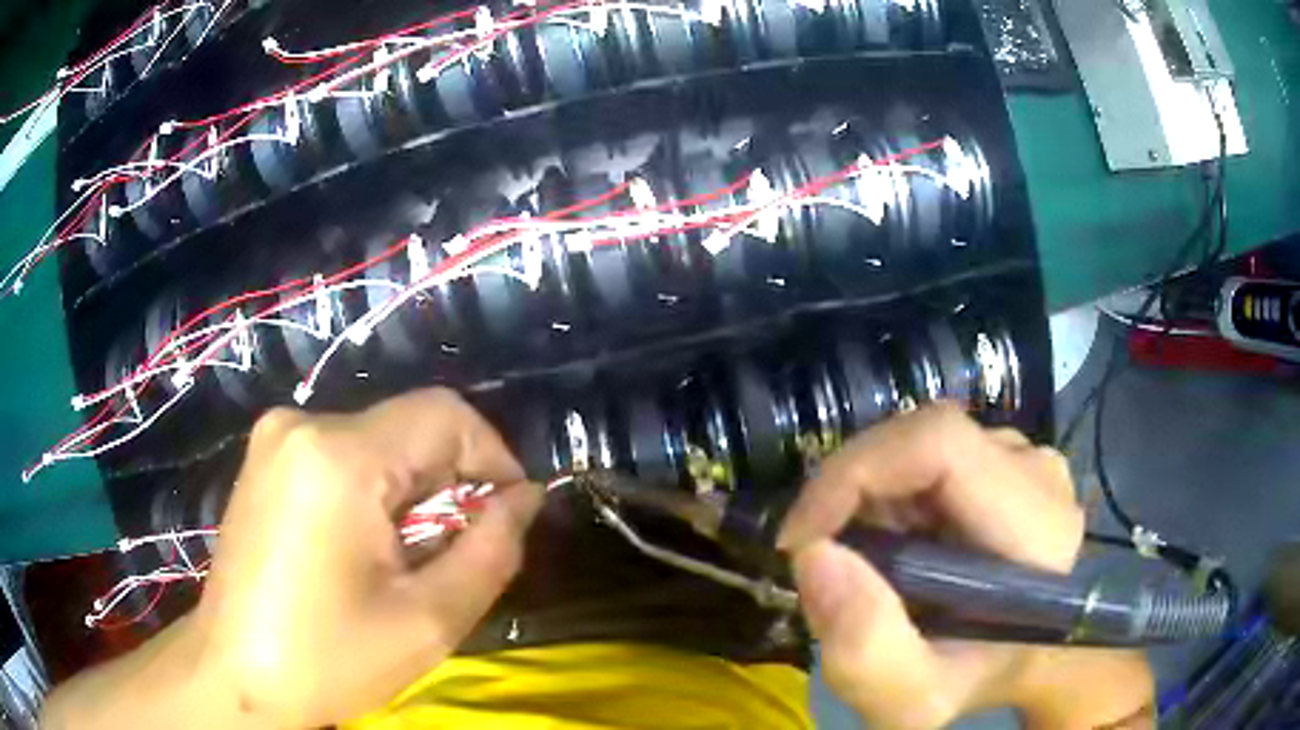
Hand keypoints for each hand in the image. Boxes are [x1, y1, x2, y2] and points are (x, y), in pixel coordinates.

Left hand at [44, 388, 541, 729]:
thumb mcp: (428, 620)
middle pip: (409, 427)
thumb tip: (525, 499)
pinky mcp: (266, 458)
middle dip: (450, 483)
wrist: (234, 673)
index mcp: (338, 455)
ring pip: (378, 442)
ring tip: (408, 559)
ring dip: (412, 491)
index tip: (509, 515)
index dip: (493, 457)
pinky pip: (343, 454)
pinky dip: (374, 491)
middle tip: (456, 554)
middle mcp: (302, 424)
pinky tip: (365, 546)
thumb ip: (492, 550)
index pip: (445, 414)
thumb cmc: (327, 658)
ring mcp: (276, 437)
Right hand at [780, 404, 1153, 729]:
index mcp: (1038, 526)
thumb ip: (867, 652)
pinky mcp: (1007, 458)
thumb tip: (816, 555)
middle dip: (852, 492)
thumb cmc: (971, 681)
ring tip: (865, 560)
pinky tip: (893, 541)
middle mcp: (1040, 472)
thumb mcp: (913, 701)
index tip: (801, 539)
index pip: (941, 445)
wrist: (1016, 661)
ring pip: (921, 444)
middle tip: (824, 559)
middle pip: (923, 439)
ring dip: (869, 495)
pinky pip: (930, 453)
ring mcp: (1026, 457)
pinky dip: (889, 492)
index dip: (857, 473)